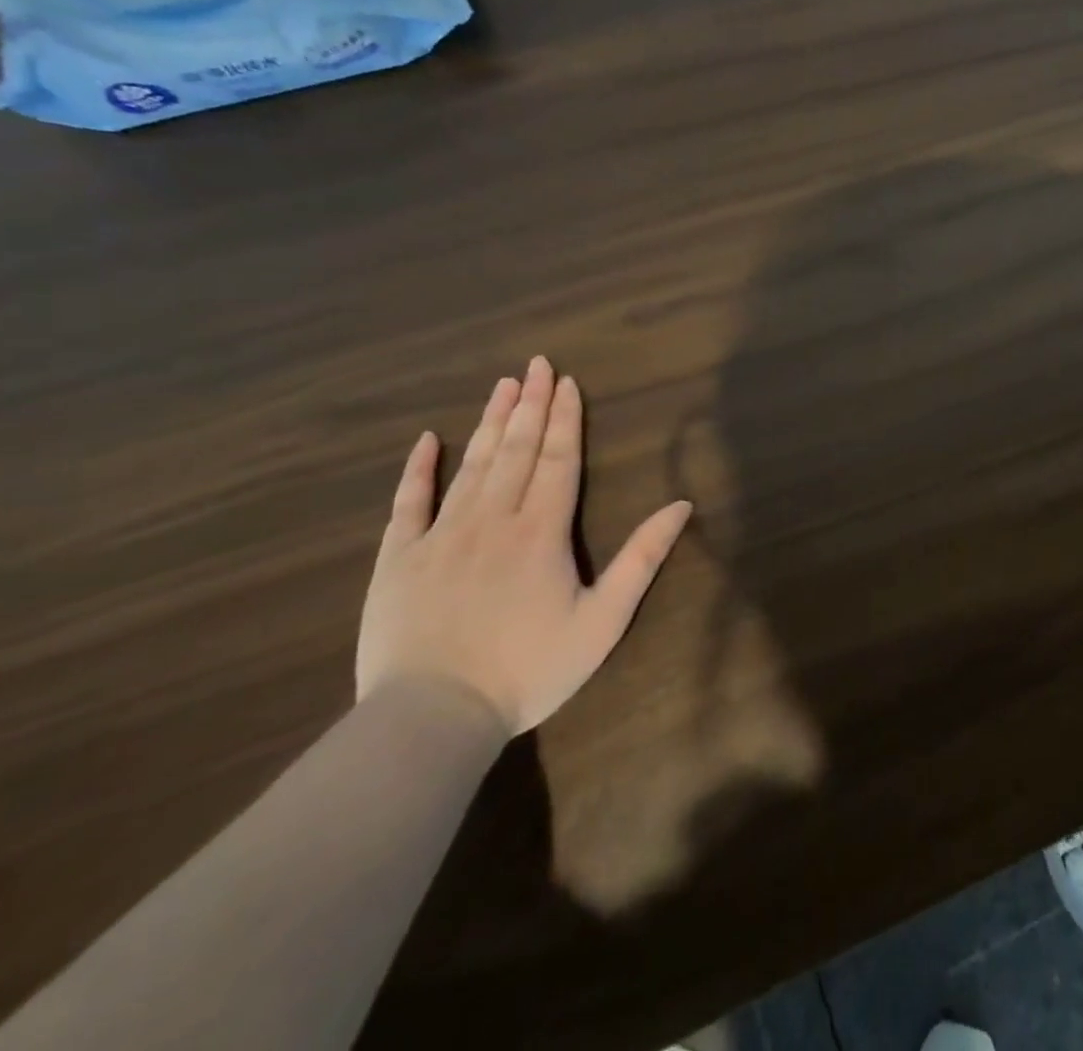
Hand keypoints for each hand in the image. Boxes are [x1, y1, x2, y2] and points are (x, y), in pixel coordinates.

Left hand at [357, 357, 692, 736]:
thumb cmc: (530, 669)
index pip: (559, 460)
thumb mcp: (604, 620)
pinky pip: (409, 503)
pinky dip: (419, 469)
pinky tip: (429, 440)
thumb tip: (682, 505)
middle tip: (537, 364)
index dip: (566, 419)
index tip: (568, 382)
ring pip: (473, 465)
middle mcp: (494, 519)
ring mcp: (442, 535)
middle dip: (532, 404)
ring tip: (503, 385)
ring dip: (491, 422)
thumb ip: (642, 558)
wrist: (433, 717)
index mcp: (542, 531)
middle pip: (518, 450)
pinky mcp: (400, 559)